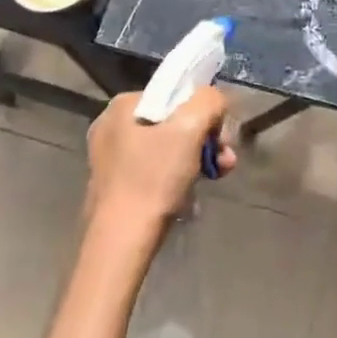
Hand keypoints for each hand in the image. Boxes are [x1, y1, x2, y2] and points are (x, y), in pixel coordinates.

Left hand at [85, 87, 237, 239]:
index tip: (220, 136)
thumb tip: (214, 100)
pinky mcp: (116, 185)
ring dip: (197, 159)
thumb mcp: (189, 128)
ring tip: (218, 176)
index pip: (175, 94)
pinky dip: (178, 177)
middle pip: (174, 122)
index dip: (204, 111)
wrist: (120, 243)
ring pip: (167, 147)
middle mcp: (112, 126)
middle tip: (224, 160)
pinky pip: (156, 169)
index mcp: (123, 106)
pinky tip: (192, 194)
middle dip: (204, 139)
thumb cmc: (153, 179)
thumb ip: (208, 100)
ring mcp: (112, 158)